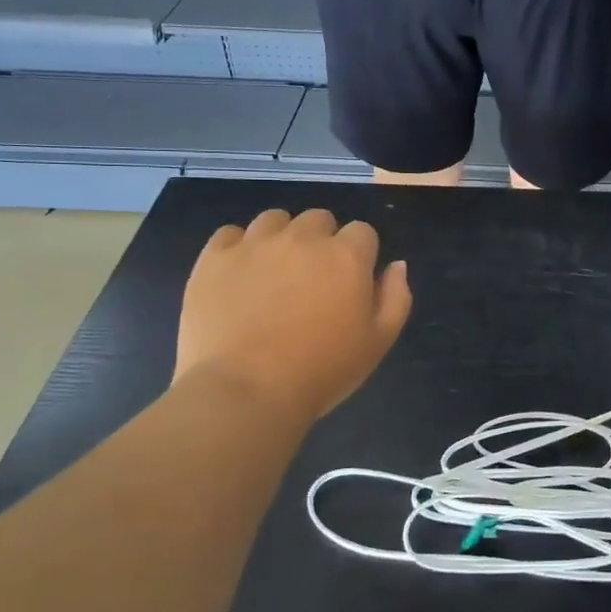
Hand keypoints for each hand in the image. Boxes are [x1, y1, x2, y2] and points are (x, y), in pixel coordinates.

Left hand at [174, 209, 411, 423]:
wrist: (246, 391)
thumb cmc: (322, 371)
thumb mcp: (378, 342)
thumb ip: (395, 297)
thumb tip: (395, 265)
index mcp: (346, 255)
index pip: (362, 232)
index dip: (359, 255)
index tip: (350, 283)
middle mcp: (303, 238)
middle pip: (319, 219)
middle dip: (321, 242)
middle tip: (313, 280)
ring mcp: (255, 244)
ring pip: (274, 220)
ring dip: (281, 238)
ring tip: (273, 273)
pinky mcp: (214, 258)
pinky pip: (230, 233)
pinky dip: (238, 248)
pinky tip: (239, 275)